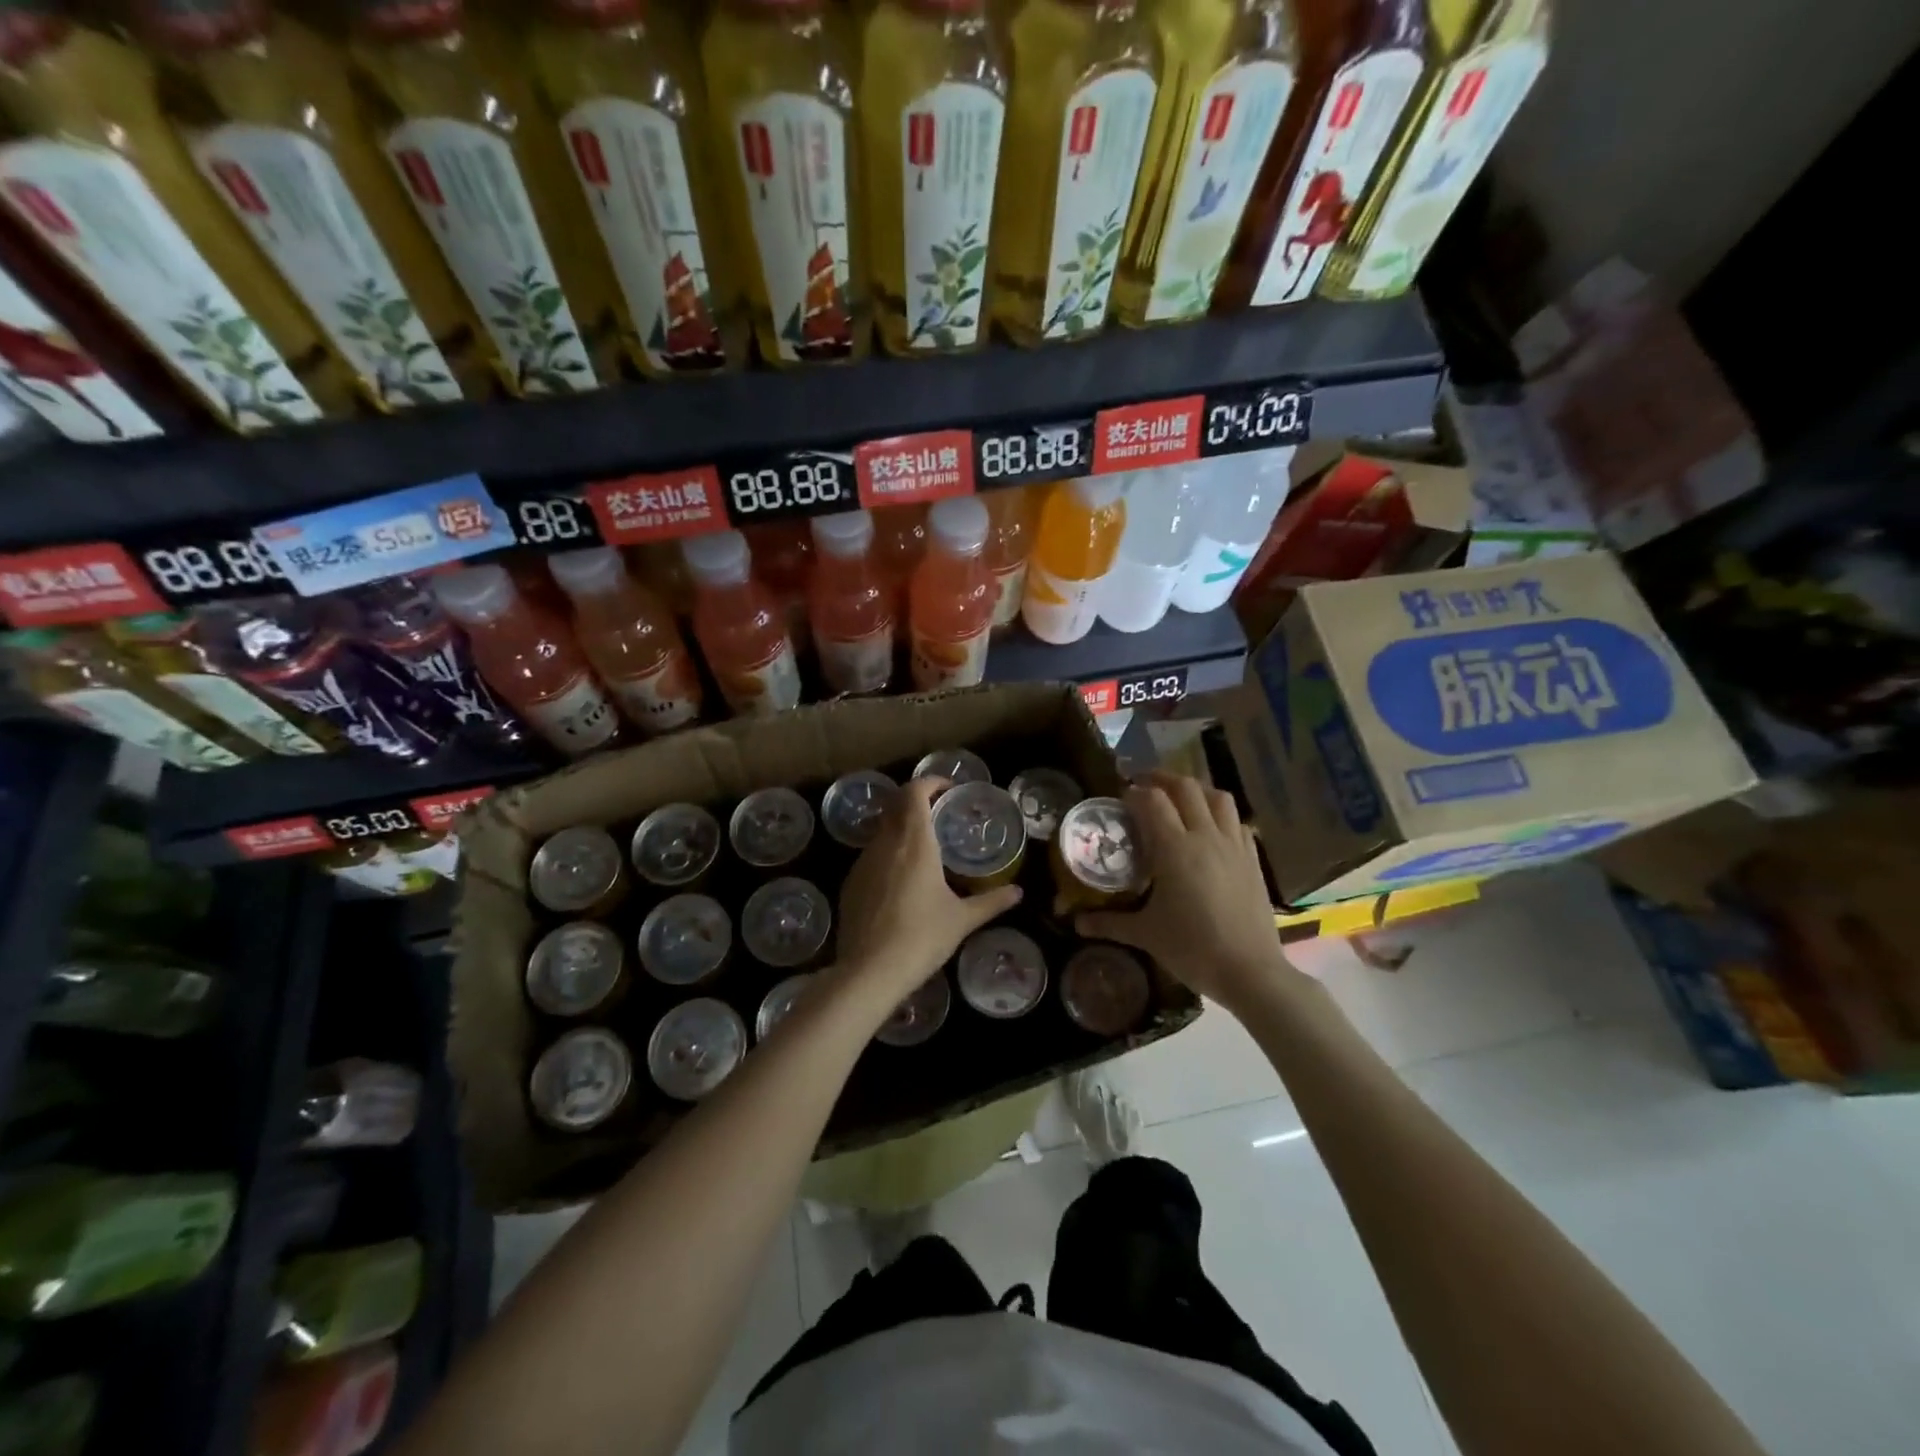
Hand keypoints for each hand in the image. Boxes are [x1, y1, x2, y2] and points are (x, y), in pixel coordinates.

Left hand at [833, 777, 1021, 1010]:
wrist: (870, 971)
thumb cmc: (922, 937)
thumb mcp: (962, 919)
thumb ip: (991, 902)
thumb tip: (1018, 893)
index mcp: (915, 842)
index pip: (915, 792)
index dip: (931, 782)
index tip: (948, 789)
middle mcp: (886, 843)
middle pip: (896, 804)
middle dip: (916, 800)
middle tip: (939, 812)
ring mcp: (863, 861)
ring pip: (882, 829)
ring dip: (901, 827)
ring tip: (924, 847)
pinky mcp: (850, 882)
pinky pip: (871, 854)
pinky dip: (888, 853)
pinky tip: (901, 879)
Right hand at [1076, 771, 1295, 1012]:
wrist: (1250, 971)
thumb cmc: (1193, 949)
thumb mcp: (1145, 935)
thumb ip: (1108, 923)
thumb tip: (1076, 924)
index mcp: (1175, 849)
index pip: (1152, 801)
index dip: (1134, 792)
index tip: (1120, 797)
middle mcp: (1205, 836)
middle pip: (1185, 787)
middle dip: (1161, 779)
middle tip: (1143, 786)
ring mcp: (1234, 845)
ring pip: (1217, 797)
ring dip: (1195, 790)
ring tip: (1179, 800)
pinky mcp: (1253, 859)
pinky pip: (1237, 821)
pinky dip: (1220, 815)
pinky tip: (1210, 830)